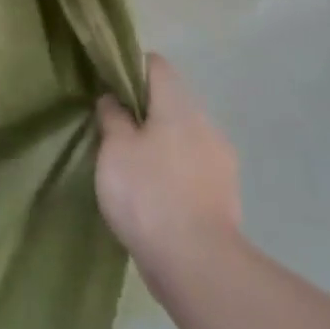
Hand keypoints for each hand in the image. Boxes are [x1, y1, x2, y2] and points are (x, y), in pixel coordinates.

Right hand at [95, 53, 241, 290]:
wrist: (196, 262)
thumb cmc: (147, 194)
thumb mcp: (115, 149)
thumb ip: (113, 117)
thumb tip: (114, 99)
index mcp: (179, 107)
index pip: (157, 66)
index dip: (129, 67)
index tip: (106, 84)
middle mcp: (206, 125)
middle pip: (171, 100)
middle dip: (142, 109)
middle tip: (111, 128)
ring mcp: (220, 160)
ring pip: (183, 134)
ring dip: (158, 140)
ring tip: (129, 163)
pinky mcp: (224, 192)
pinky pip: (192, 164)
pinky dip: (172, 167)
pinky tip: (152, 190)